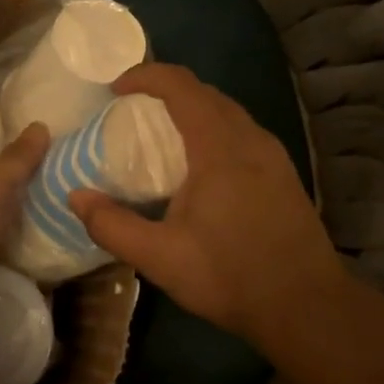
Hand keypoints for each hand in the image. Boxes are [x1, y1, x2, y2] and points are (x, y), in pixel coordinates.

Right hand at [69, 64, 347, 347]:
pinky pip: (242, 131)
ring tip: (160, 135)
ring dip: (191, 109)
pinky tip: (199, 166)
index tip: (114, 90)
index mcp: (219, 147)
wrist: (308, 307)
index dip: (145, 76)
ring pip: (227, 111)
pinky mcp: (283, 173)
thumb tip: (75, 197)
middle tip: (131, 112)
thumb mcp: (160, 258)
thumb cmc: (231, 277)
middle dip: (165, 90)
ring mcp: (272, 155)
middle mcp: (250, 139)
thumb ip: (112, 226)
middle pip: (205, 92)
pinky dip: (212, 129)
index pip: (180, 86)